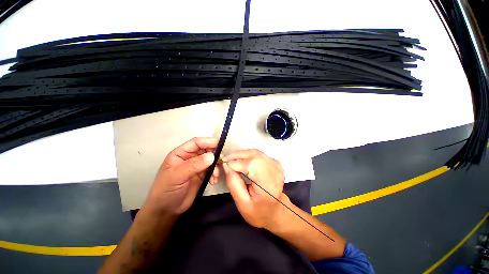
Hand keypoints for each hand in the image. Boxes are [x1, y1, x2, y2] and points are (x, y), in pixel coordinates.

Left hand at [145, 137, 219, 214]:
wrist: (167, 210)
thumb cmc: (166, 190)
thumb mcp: (177, 176)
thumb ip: (194, 165)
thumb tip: (212, 156)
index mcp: (181, 154)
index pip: (196, 143)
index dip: (208, 141)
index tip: (220, 144)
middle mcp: (190, 158)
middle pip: (206, 150)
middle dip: (215, 154)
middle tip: (222, 161)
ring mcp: (197, 166)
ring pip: (211, 160)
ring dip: (216, 166)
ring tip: (216, 175)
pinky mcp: (202, 175)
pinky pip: (212, 170)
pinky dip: (215, 174)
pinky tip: (213, 181)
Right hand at [222, 149, 287, 230]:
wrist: (276, 210)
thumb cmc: (258, 211)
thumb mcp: (242, 203)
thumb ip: (233, 183)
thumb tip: (226, 165)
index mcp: (268, 186)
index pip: (251, 166)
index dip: (236, 163)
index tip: (224, 164)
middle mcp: (275, 172)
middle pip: (254, 155)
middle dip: (237, 155)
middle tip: (226, 160)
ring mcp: (277, 166)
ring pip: (255, 152)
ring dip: (241, 154)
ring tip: (232, 160)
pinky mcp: (275, 162)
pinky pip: (258, 153)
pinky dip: (248, 155)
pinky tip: (242, 161)